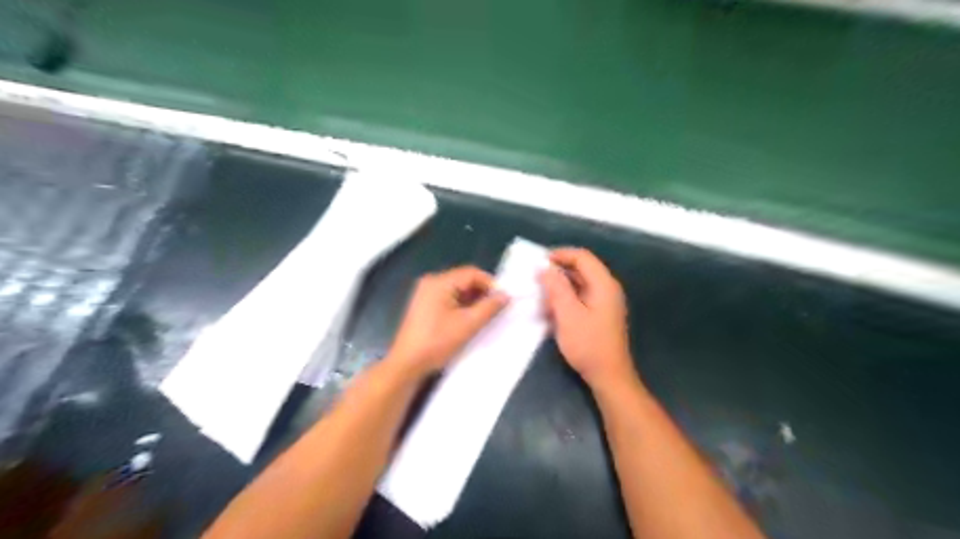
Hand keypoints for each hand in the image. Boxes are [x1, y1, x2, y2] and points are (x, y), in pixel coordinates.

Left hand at [388, 268, 513, 376]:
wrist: (407, 364)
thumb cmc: (437, 342)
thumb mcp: (468, 325)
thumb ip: (489, 307)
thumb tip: (506, 295)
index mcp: (439, 282)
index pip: (471, 273)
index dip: (490, 284)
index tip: (503, 299)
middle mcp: (431, 282)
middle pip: (464, 279)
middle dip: (482, 292)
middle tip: (496, 308)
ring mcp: (425, 293)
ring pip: (457, 289)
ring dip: (472, 300)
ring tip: (485, 316)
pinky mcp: (424, 305)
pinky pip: (448, 298)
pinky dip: (461, 305)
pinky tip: (469, 319)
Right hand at [539, 248, 635, 391]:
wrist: (609, 376)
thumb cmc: (588, 345)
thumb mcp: (568, 315)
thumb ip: (556, 288)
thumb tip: (544, 267)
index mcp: (603, 284)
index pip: (582, 257)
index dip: (560, 255)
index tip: (538, 262)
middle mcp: (607, 288)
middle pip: (581, 268)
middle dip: (557, 271)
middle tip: (535, 278)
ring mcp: (604, 302)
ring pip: (579, 283)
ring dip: (560, 285)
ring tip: (540, 294)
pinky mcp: (599, 314)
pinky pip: (580, 296)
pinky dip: (565, 297)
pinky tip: (551, 308)